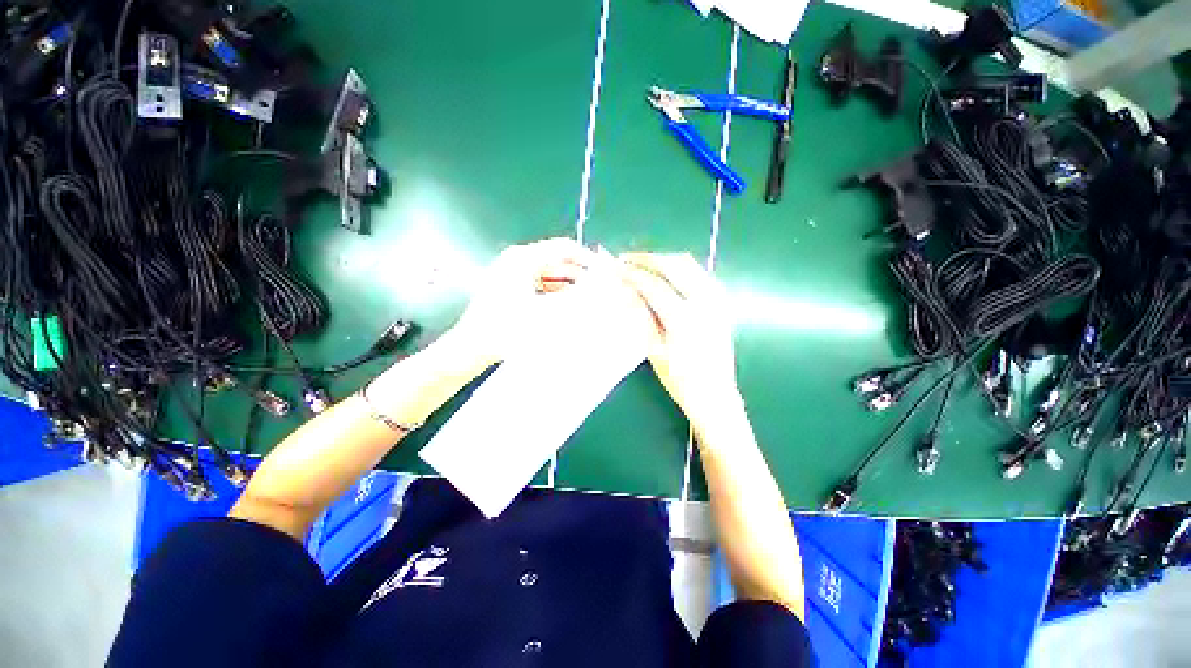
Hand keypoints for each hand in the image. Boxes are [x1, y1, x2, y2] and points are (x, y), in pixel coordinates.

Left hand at [442, 238, 593, 370]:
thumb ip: (575, 297)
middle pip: (557, 261)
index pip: (563, 248)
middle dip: (579, 274)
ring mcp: (512, 273)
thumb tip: (598, 287)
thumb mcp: (545, 313)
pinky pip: (540, 283)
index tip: (604, 272)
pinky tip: (567, 306)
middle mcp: (517, 260)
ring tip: (586, 301)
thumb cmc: (505, 329)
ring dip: (568, 285)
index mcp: (523, 259)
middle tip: (598, 290)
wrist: (471, 348)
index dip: (587, 258)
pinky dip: (555, 292)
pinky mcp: (510, 286)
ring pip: (550, 273)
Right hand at [621, 253, 740, 430]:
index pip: (654, 285)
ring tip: (644, 263)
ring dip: (665, 260)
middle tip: (627, 259)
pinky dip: (681, 269)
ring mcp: (716, 300)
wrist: (715, 395)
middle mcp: (704, 302)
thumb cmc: (681, 380)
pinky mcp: (722, 303)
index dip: (633, 274)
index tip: (617, 268)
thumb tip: (628, 292)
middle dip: (648, 259)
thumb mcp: (655, 351)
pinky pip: (700, 274)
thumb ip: (642, 317)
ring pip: (690, 265)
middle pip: (674, 266)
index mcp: (684, 318)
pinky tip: (668, 274)